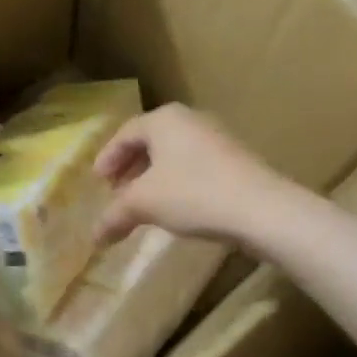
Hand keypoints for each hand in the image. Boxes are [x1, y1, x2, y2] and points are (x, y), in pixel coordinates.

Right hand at [94, 104, 289, 245]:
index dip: (107, 158)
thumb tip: (94, 237)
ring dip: (153, 177)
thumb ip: (115, 215)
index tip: (98, 181)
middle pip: (149, 142)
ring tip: (144, 203)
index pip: (125, 134)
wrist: (262, 209)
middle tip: (118, 191)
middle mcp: (189, 120)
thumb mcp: (144, 204)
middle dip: (130, 168)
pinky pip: (193, 165)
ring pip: (173, 154)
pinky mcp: (235, 159)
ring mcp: (216, 137)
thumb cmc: (193, 193)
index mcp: (164, 119)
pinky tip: (175, 207)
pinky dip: (176, 182)